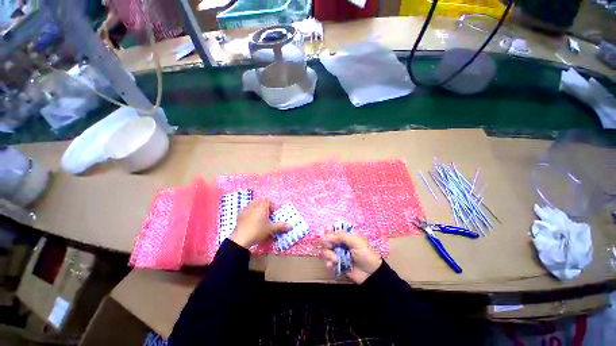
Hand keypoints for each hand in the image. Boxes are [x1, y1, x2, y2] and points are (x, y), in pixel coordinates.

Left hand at [230, 199, 288, 248]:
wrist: (240, 239)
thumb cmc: (257, 231)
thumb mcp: (271, 229)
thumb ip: (280, 226)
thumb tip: (291, 226)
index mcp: (261, 206)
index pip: (267, 200)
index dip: (272, 205)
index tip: (273, 212)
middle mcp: (253, 205)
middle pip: (260, 201)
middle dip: (264, 205)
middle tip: (267, 214)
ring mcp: (245, 210)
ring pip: (253, 205)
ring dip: (257, 208)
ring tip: (260, 217)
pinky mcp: (239, 215)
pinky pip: (247, 210)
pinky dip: (250, 212)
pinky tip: (251, 221)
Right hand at [321, 233, 381, 283]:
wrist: (371, 274)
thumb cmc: (366, 255)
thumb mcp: (356, 242)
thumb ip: (343, 236)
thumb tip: (330, 233)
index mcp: (347, 236)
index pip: (335, 230)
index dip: (330, 231)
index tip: (328, 234)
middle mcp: (341, 243)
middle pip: (328, 240)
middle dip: (327, 243)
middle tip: (329, 247)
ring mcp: (339, 253)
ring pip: (327, 250)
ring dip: (328, 255)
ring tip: (335, 259)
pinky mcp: (338, 263)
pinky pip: (328, 262)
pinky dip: (329, 263)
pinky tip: (332, 265)